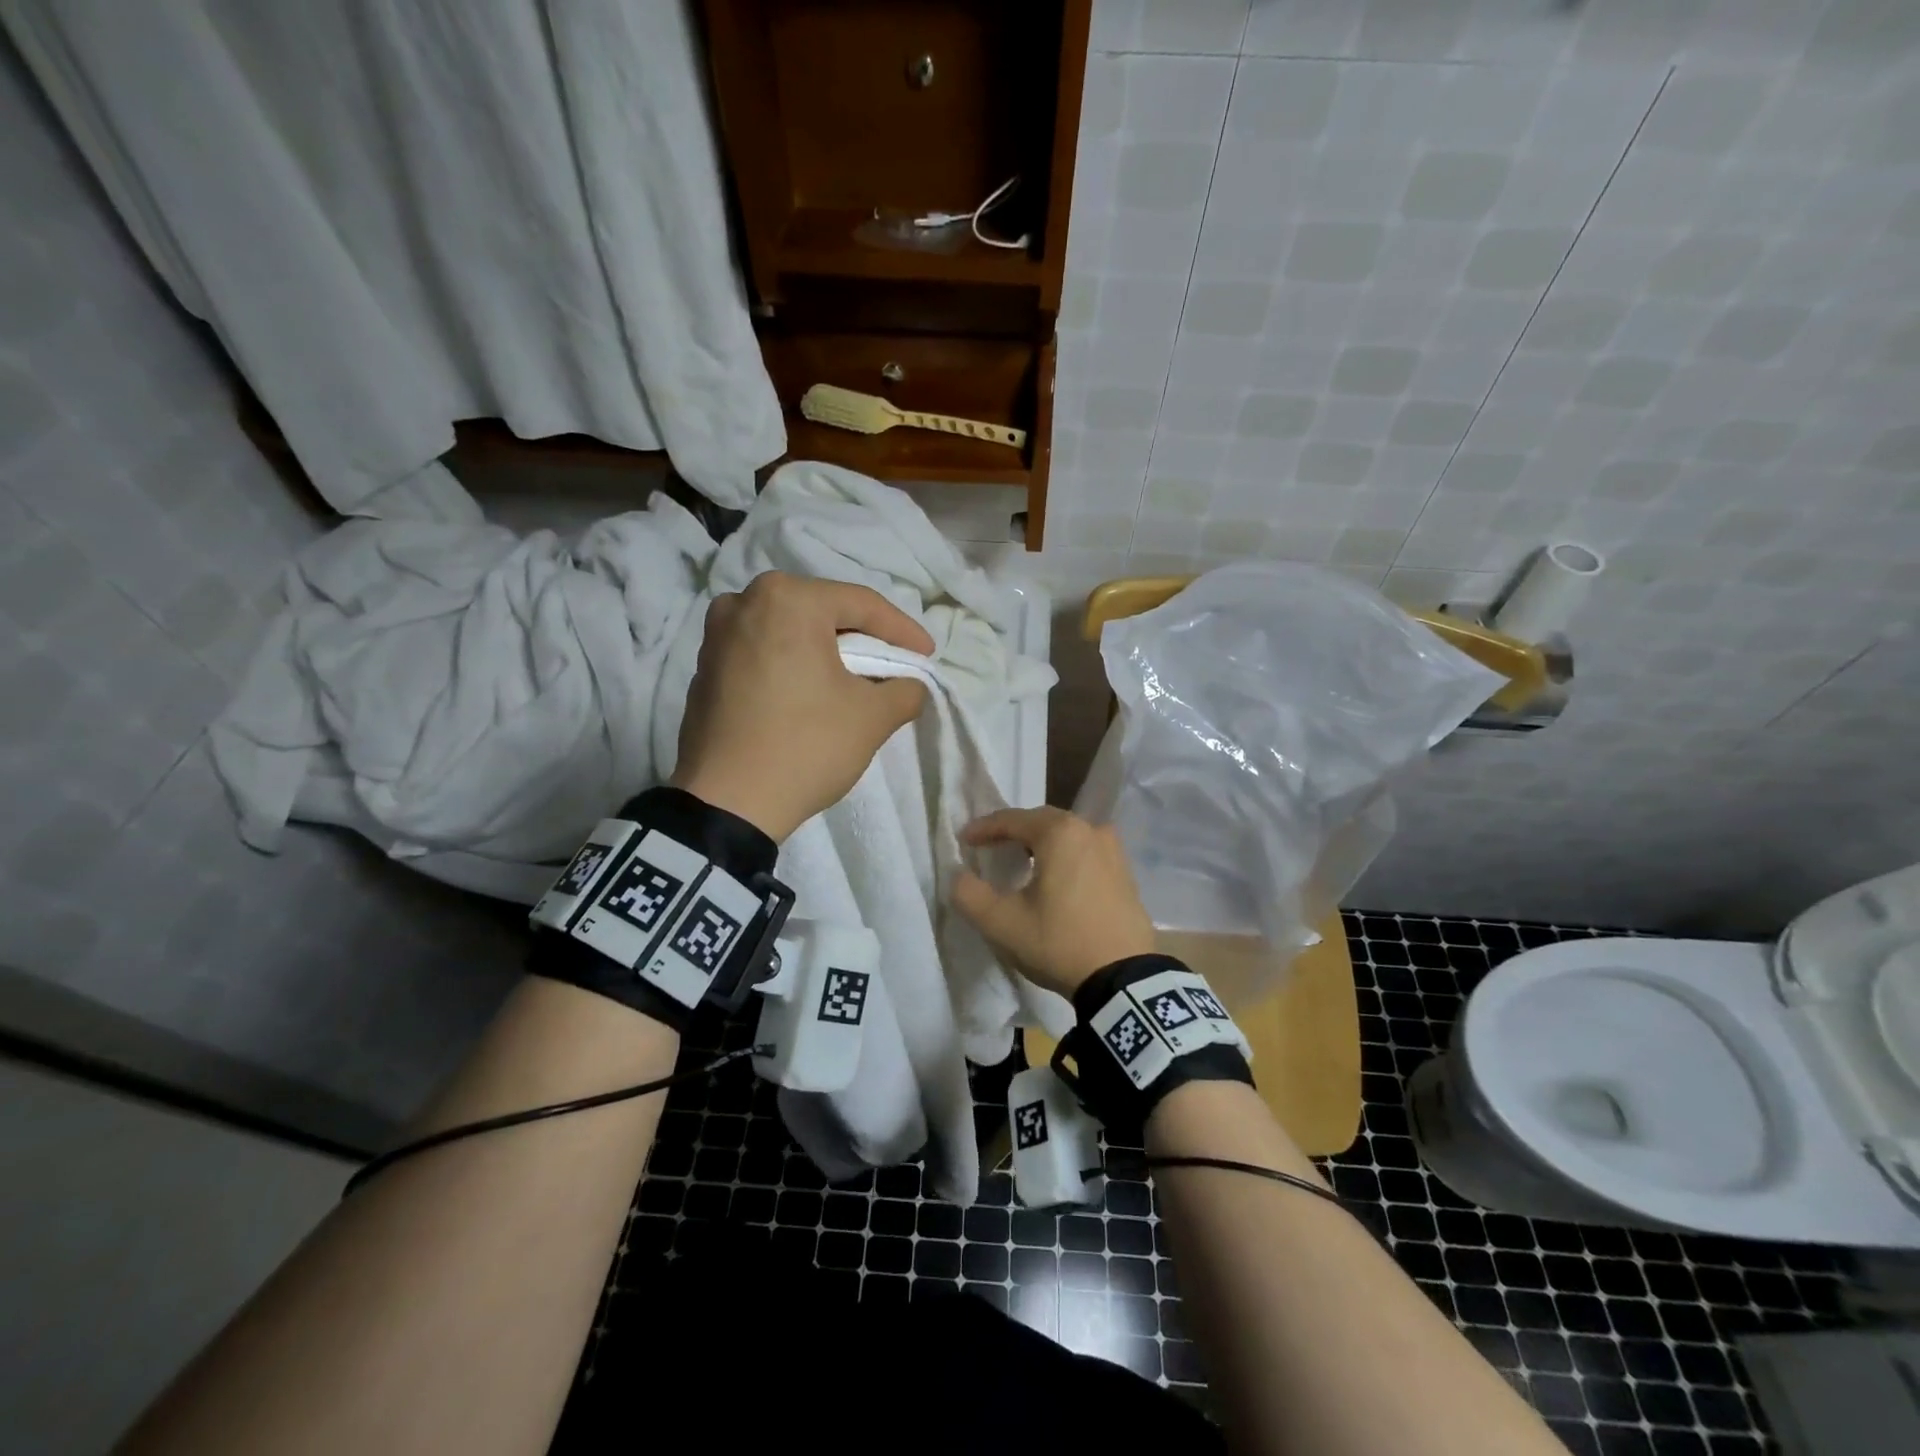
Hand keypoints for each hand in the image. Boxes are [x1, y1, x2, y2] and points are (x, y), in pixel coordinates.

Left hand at [671, 572, 932, 841]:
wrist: (727, 803)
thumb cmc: (806, 745)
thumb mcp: (873, 717)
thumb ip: (905, 689)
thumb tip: (910, 684)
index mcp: (787, 599)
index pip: (861, 604)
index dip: (902, 630)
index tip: (927, 655)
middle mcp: (744, 601)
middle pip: (822, 613)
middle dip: (862, 638)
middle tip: (893, 662)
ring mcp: (716, 635)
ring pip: (790, 632)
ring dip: (825, 651)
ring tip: (853, 677)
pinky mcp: (704, 668)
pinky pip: (762, 653)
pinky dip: (792, 665)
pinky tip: (810, 692)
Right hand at [950, 807, 1157, 997]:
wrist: (1123, 980)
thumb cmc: (1059, 942)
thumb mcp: (1001, 923)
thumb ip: (969, 894)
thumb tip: (959, 875)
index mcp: (1060, 832)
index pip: (1012, 819)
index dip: (984, 828)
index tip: (964, 840)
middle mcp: (1090, 830)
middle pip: (1042, 822)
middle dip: (1013, 831)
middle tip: (991, 847)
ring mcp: (1114, 851)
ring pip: (1067, 836)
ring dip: (1042, 844)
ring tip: (1022, 861)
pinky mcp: (1126, 874)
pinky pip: (1086, 853)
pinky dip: (1066, 859)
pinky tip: (1057, 880)